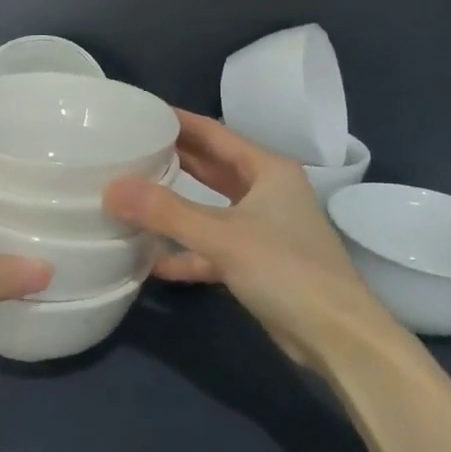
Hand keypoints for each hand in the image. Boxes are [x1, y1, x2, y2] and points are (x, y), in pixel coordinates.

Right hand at [103, 110, 405, 372]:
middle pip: (211, 167)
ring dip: (175, 206)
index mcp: (267, 170)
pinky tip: (151, 260)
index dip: (177, 121)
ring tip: (131, 195)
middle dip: (172, 158)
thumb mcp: (222, 236)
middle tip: (127, 149)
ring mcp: (263, 229)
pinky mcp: (257, 264)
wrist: (339, 339)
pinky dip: (185, 252)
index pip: (214, 133)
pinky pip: (212, 248)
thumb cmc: (286, 270)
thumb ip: (165, 211)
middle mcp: (266, 192)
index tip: (139, 112)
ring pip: (210, 208)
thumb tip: (111, 187)